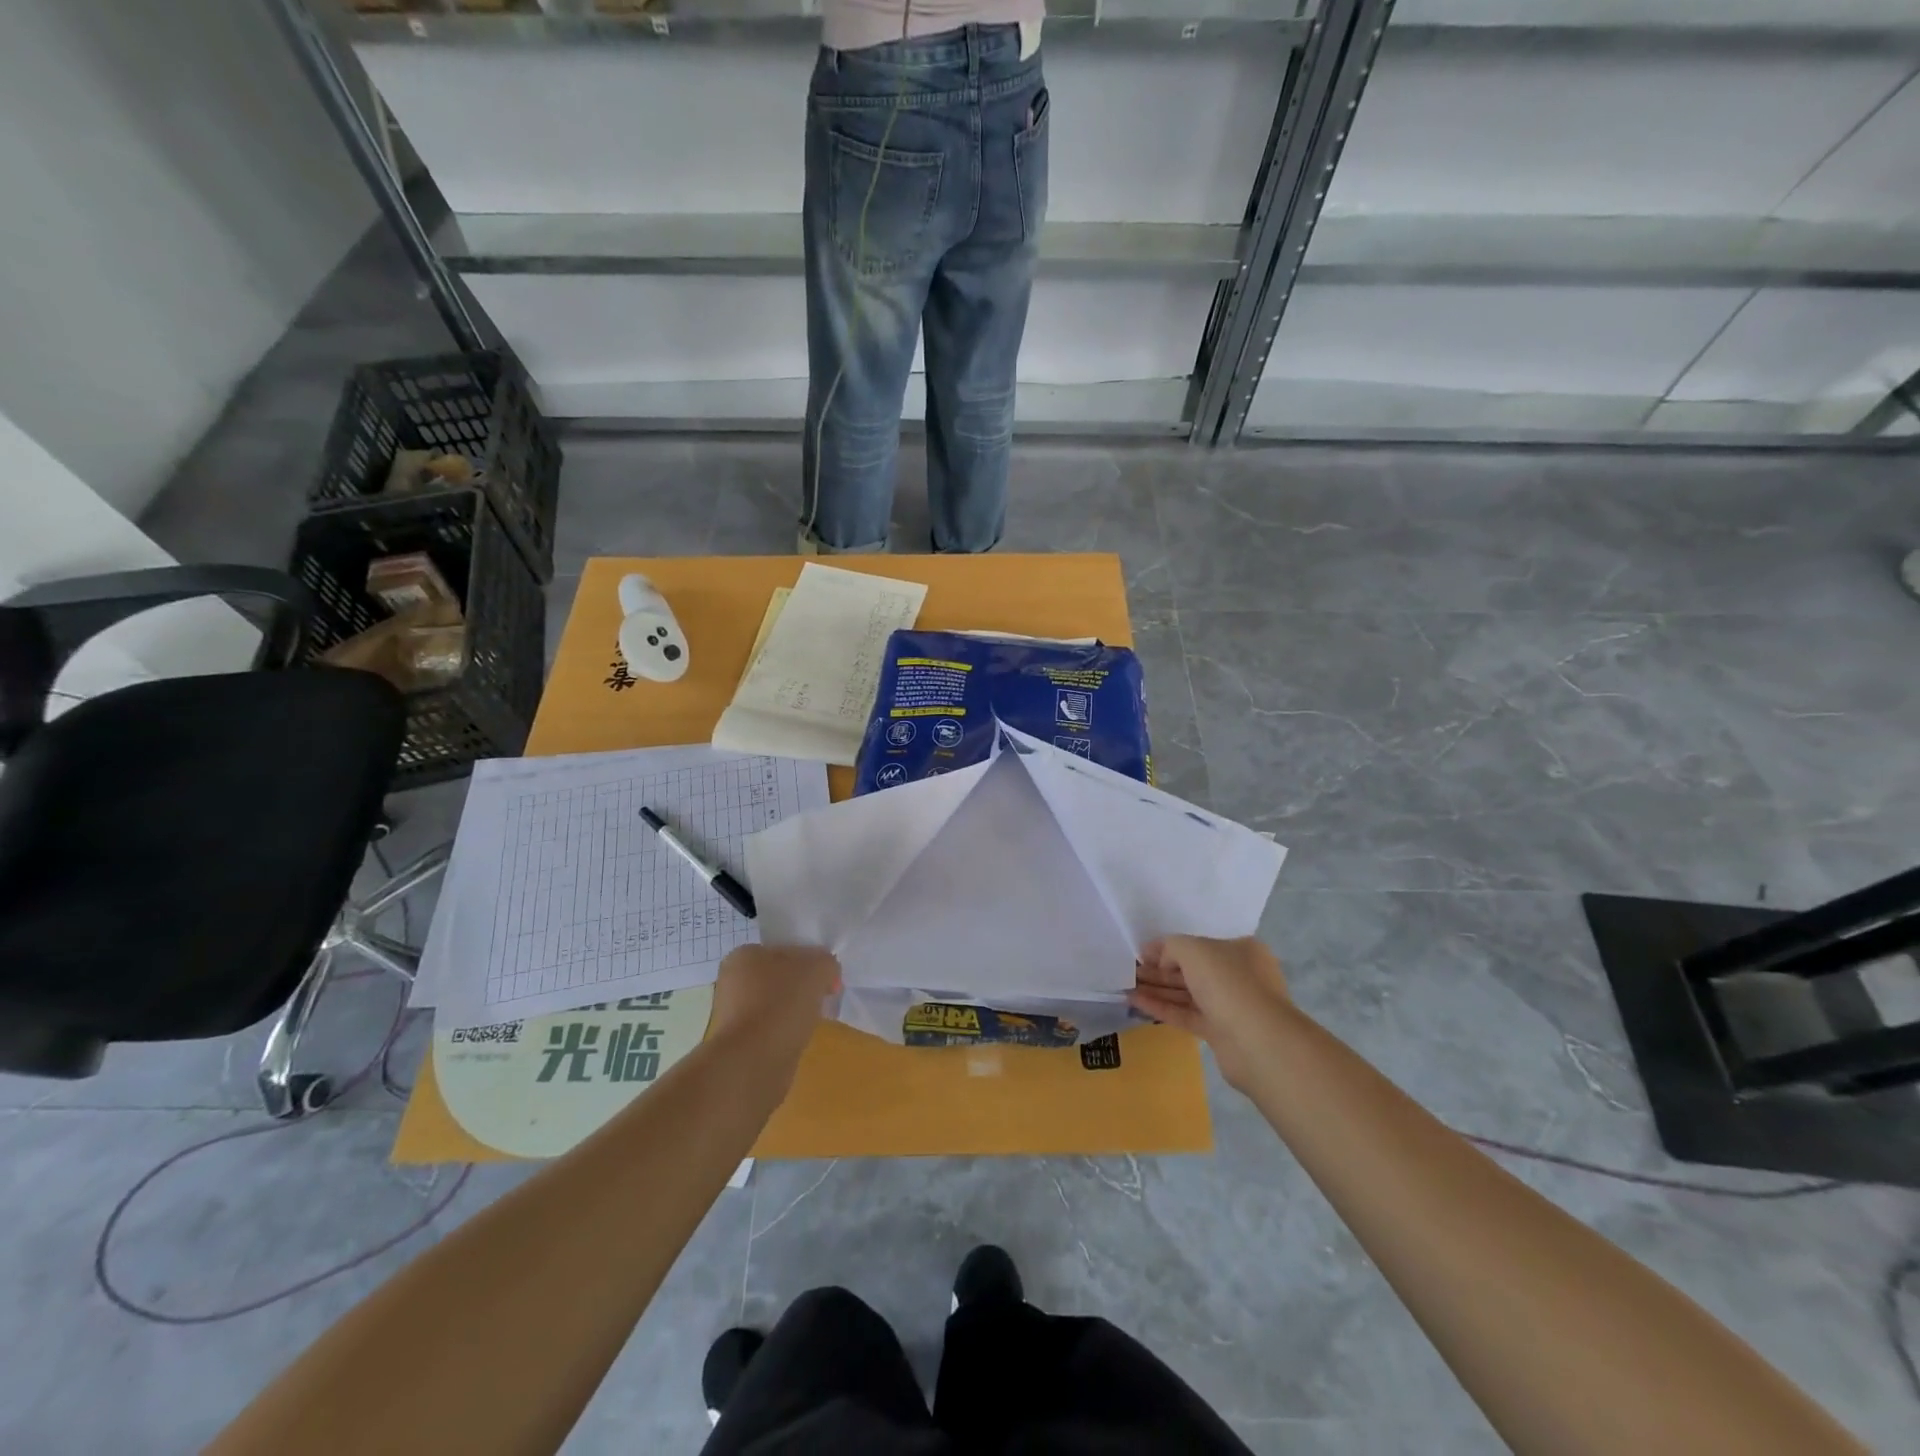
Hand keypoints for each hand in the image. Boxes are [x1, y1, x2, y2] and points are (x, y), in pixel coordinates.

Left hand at [708, 944, 839, 1077]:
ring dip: (794, 1012)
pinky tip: (797, 1040)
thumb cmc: (782, 1003)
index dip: (810, 961)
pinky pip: (771, 1030)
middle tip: (823, 999)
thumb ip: (827, 962)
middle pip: (780, 978)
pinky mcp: (739, 1044)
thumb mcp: (818, 968)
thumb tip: (826, 974)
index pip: (785, 950)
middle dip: (802, 988)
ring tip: (810, 1022)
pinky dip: (785, 1033)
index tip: (827, 979)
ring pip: (775, 1005)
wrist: (754, 1062)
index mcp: (744, 955)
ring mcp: (733, 1015)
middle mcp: (732, 981)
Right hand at [1128, 935, 1291, 1090]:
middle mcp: (1238, 976)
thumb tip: (1163, 961)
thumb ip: (1172, 947)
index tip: (1142, 952)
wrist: (1257, 1041)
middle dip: (1160, 969)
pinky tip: (1135, 1002)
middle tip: (1131, 970)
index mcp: (1241, 951)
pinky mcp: (1220, 1032)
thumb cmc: (1228, 982)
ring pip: (1187, 994)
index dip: (1169, 947)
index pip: (1200, 944)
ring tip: (1127, 985)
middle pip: (1192, 969)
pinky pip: (1186, 1015)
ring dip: (1157, 989)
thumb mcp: (1194, 949)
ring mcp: (1230, 1006)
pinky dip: (1162, 1008)